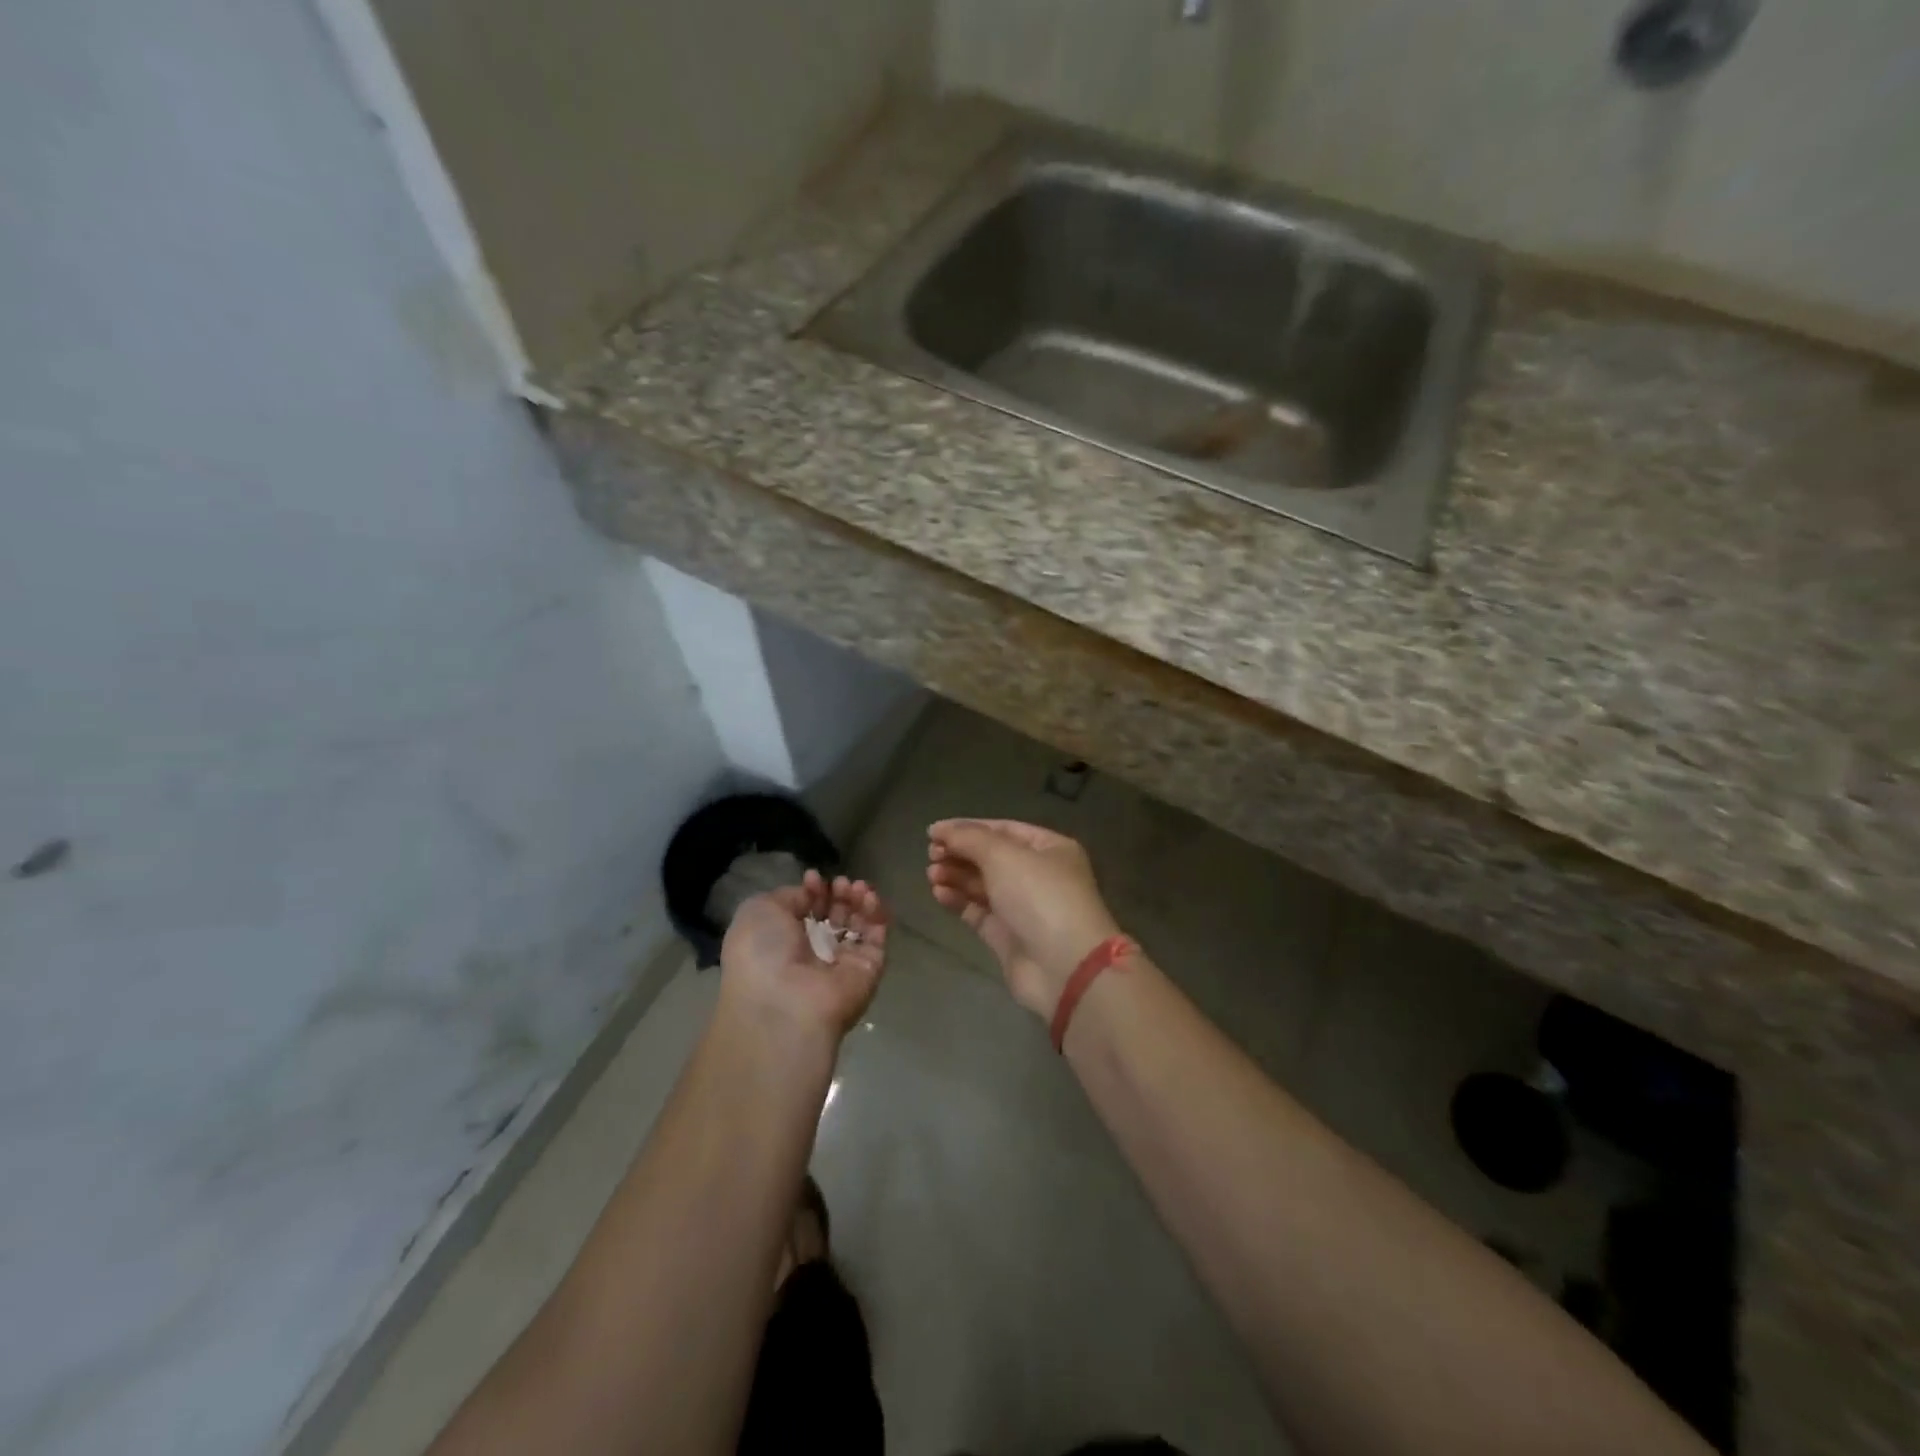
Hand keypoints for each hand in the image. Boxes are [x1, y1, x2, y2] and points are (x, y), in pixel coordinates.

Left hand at [719, 870, 888, 1048]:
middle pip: (835, 916)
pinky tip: (869, 898)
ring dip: (860, 900)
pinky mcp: (869, 970)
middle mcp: (813, 955)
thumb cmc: (762, 954)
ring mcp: (842, 964)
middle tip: (841, 883)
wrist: (785, 1003)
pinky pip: (877, 938)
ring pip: (859, 924)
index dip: (813, 892)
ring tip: (857, 887)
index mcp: (782, 943)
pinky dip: (876, 914)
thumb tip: (810, 892)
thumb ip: (788, 896)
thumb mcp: (759, 911)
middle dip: (840, 894)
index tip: (814, 878)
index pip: (807, 912)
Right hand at [926, 819, 1120, 1018]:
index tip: (933, 832)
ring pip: (982, 884)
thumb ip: (969, 838)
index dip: (968, 828)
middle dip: (960, 853)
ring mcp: (1023, 907)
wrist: (1064, 967)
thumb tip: (940, 829)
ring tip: (931, 874)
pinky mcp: (1008, 936)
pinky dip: (958, 901)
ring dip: (956, 876)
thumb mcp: (1004, 855)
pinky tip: (938, 893)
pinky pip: (978, 912)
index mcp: (1049, 848)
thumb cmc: (1039, 897)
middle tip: (931, 855)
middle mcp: (1038, 875)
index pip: (1003, 829)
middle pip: (991, 857)